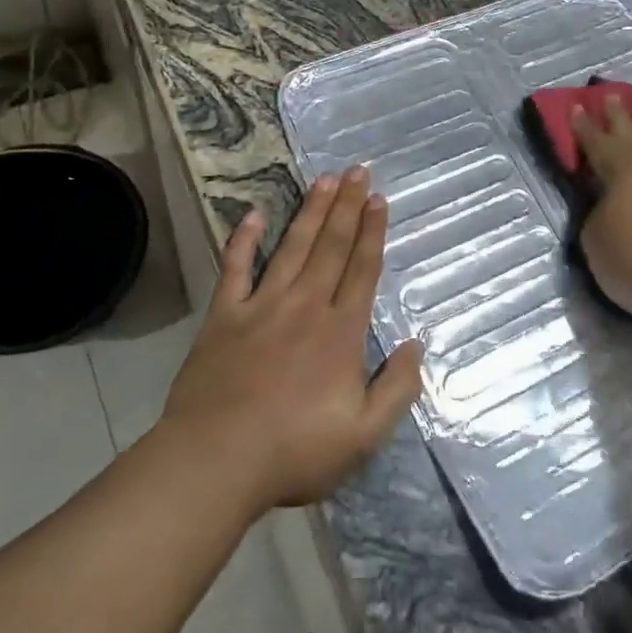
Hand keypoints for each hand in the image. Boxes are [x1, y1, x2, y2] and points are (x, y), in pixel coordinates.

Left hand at [160, 167, 423, 511]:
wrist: (215, 462)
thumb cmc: (294, 451)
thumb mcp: (364, 435)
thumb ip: (397, 389)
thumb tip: (416, 345)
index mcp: (340, 332)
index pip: (362, 270)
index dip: (373, 233)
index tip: (379, 199)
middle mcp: (305, 307)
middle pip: (332, 247)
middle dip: (347, 207)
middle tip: (357, 170)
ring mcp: (262, 307)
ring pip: (293, 248)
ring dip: (310, 212)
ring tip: (324, 180)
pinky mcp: (224, 317)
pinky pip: (235, 269)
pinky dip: (243, 241)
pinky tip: (252, 215)